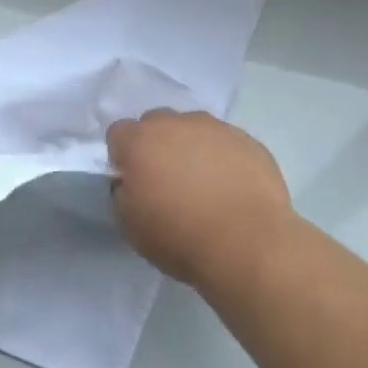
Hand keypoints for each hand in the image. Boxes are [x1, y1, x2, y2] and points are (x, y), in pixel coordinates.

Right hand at [106, 110, 293, 285]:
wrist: (247, 245)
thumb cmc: (179, 237)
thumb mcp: (130, 225)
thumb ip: (123, 192)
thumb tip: (132, 181)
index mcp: (141, 140)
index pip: (119, 132)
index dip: (123, 156)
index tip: (133, 180)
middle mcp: (177, 124)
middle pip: (157, 122)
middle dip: (156, 144)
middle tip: (167, 179)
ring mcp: (216, 129)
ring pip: (194, 128)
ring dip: (191, 147)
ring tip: (204, 184)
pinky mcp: (248, 141)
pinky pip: (226, 142)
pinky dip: (223, 158)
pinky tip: (231, 188)